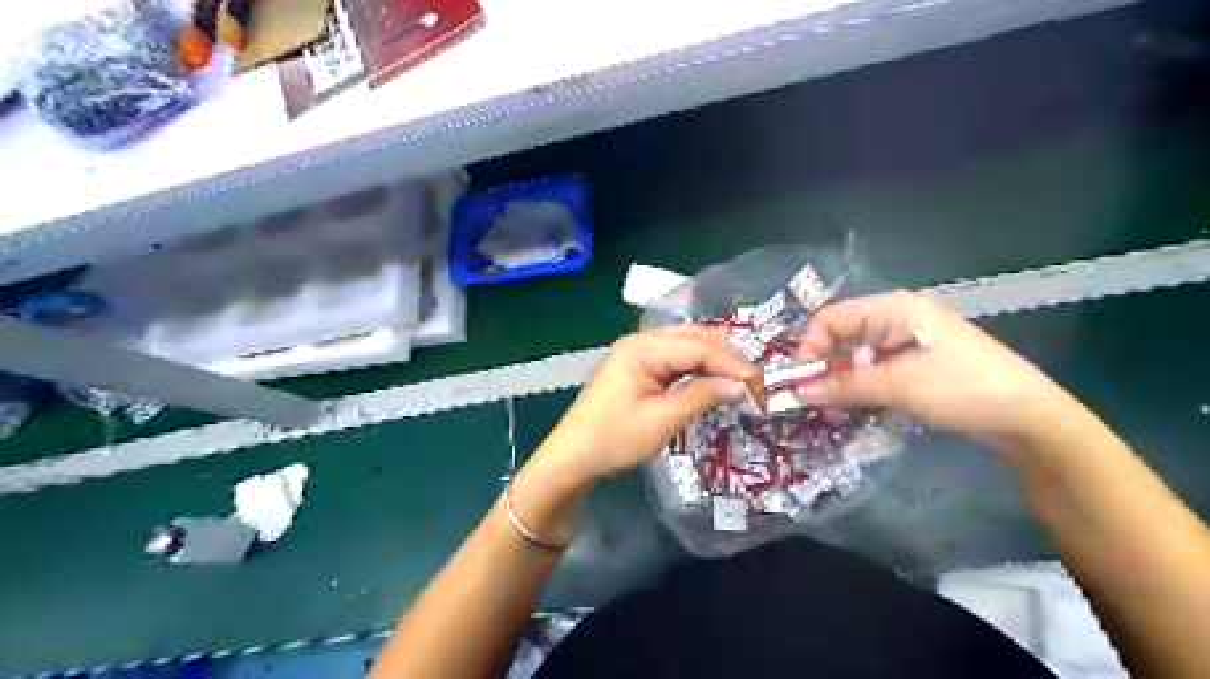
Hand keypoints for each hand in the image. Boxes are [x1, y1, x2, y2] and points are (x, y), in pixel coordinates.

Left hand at [539, 325, 753, 485]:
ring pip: (685, 346)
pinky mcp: (637, 366)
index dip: (730, 362)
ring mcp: (637, 352)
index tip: (758, 381)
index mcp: (642, 348)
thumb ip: (701, 396)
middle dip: (724, 356)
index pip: (697, 347)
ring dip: (713, 359)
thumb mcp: (662, 419)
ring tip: (740, 377)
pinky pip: (674, 358)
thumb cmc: (615, 438)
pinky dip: (697, 367)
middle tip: (754, 378)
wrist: (574, 456)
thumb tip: (740, 386)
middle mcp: (640, 341)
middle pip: (692, 339)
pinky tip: (713, 378)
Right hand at [795, 289, 1086, 443]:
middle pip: (841, 339)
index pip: (831, 318)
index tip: (801, 382)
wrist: (1029, 418)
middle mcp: (895, 320)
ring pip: (855, 359)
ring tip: (834, 414)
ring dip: (840, 385)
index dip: (810, 347)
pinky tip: (855, 412)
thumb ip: (843, 386)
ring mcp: (905, 344)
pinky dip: (860, 391)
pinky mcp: (914, 367)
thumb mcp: (897, 386)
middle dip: (824, 370)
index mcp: (892, 309)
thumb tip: (797, 391)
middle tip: (815, 404)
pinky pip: (873, 373)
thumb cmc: (962, 388)